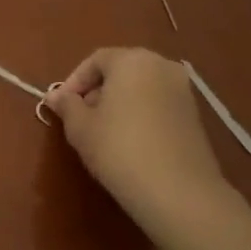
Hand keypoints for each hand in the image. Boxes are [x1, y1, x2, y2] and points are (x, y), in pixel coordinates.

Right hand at [45, 47, 229, 225]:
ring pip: (141, 87)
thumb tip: (55, 96)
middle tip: (80, 117)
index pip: (96, 60)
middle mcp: (162, 66)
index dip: (74, 81)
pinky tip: (129, 141)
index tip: (61, 105)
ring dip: (118, 102)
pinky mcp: (195, 115)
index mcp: (132, 60)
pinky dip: (140, 114)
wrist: (176, 190)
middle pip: (121, 70)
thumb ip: (66, 105)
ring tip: (102, 131)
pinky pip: (158, 104)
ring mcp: (183, 90)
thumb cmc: (118, 148)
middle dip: (97, 90)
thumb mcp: (80, 127)